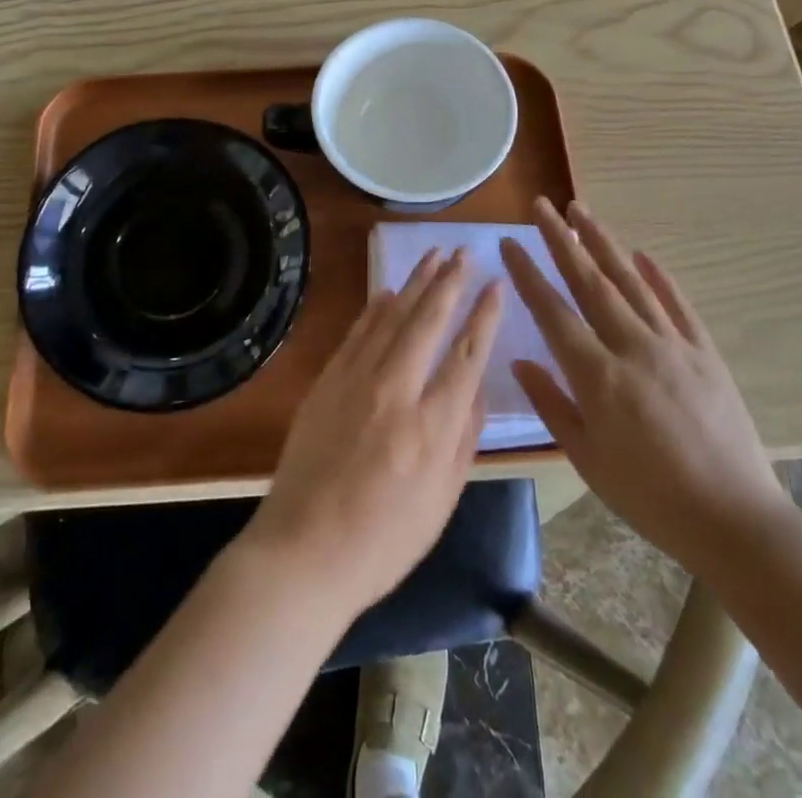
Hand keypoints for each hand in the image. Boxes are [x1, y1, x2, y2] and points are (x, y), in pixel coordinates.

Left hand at [240, 250, 503, 618]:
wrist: (305, 549)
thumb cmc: (385, 539)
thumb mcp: (443, 500)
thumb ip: (464, 439)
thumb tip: (477, 389)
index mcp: (433, 426)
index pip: (467, 354)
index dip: (484, 315)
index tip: (496, 285)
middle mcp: (397, 391)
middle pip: (429, 321)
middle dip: (450, 281)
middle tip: (465, 252)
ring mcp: (357, 381)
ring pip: (392, 317)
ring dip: (415, 283)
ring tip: (434, 255)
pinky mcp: (327, 381)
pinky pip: (357, 333)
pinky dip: (375, 308)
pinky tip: (389, 291)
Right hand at [500, 199, 793, 573]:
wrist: (734, 520)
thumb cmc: (649, 497)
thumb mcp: (587, 459)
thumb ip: (552, 404)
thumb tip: (521, 361)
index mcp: (597, 376)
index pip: (552, 311)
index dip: (528, 274)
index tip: (509, 242)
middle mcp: (632, 347)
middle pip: (589, 281)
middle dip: (561, 239)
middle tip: (542, 205)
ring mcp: (673, 345)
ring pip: (631, 281)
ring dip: (603, 243)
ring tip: (581, 211)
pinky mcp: (705, 353)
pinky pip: (678, 304)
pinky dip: (658, 276)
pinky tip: (642, 254)